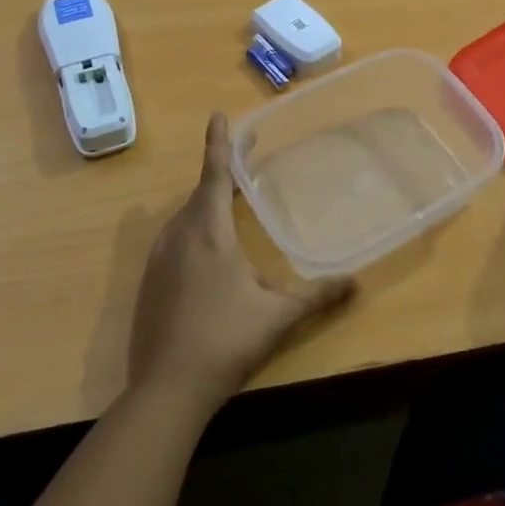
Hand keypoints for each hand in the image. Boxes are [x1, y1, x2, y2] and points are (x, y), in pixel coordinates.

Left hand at [128, 113, 354, 410]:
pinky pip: (173, 242)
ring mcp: (158, 261)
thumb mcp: (278, 316)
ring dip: (205, 206)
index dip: (218, 143)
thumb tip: (356, 283)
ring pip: (183, 219)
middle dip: (220, 175)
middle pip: (199, 194)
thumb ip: (317, 296)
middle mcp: (178, 236)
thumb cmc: (225, 341)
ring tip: (228, 205)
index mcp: (207, 232)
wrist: (166, 390)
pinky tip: (206, 254)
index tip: (217, 115)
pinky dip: (191, 232)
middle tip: (242, 164)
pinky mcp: (148, 284)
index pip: (214, 174)